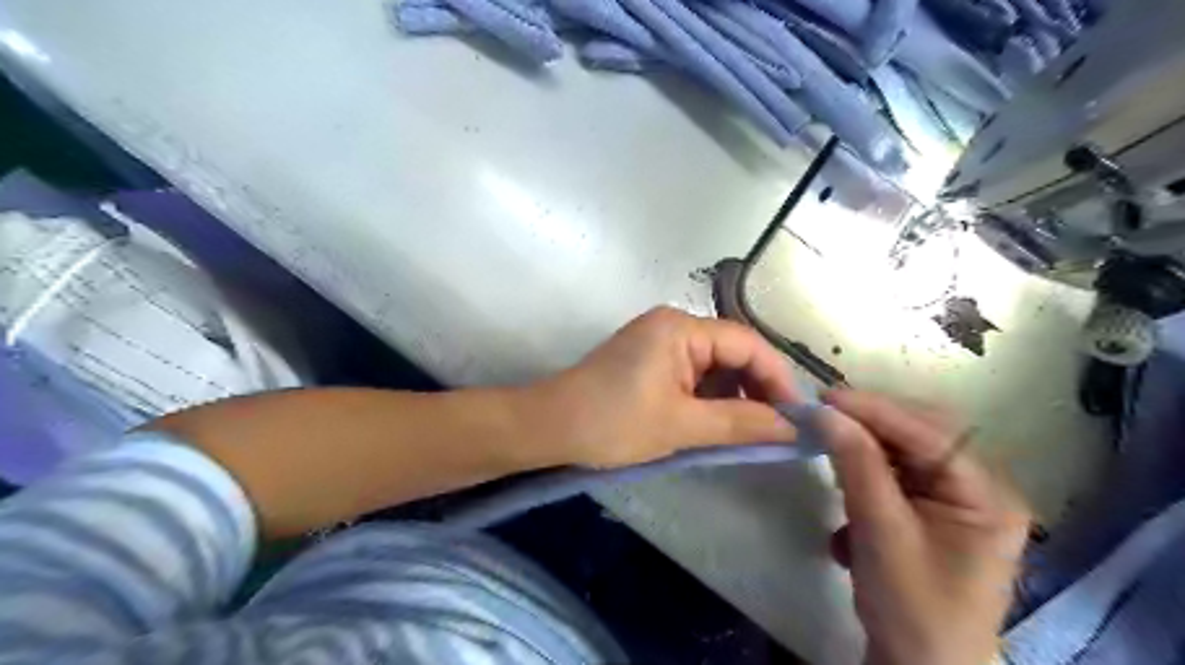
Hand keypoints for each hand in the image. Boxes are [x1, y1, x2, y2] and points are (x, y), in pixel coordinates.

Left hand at [531, 307, 799, 466]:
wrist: (549, 428)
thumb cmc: (613, 423)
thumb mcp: (681, 425)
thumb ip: (741, 424)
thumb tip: (792, 429)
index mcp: (681, 328)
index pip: (747, 344)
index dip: (777, 379)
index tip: (796, 418)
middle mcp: (672, 325)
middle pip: (732, 352)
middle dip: (756, 389)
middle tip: (776, 430)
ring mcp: (658, 341)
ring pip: (713, 365)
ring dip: (733, 396)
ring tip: (750, 432)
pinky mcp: (648, 360)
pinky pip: (692, 374)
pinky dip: (709, 398)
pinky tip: (717, 424)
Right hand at [821, 390, 1034, 664]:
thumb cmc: (911, 607)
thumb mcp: (880, 531)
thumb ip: (856, 465)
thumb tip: (824, 412)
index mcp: (988, 495)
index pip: (930, 433)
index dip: (876, 410)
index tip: (825, 397)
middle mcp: (979, 489)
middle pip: (921, 435)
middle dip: (871, 424)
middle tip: (824, 415)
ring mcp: (955, 500)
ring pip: (903, 452)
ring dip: (864, 451)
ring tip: (829, 448)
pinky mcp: (930, 511)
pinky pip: (895, 475)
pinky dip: (865, 475)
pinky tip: (848, 493)